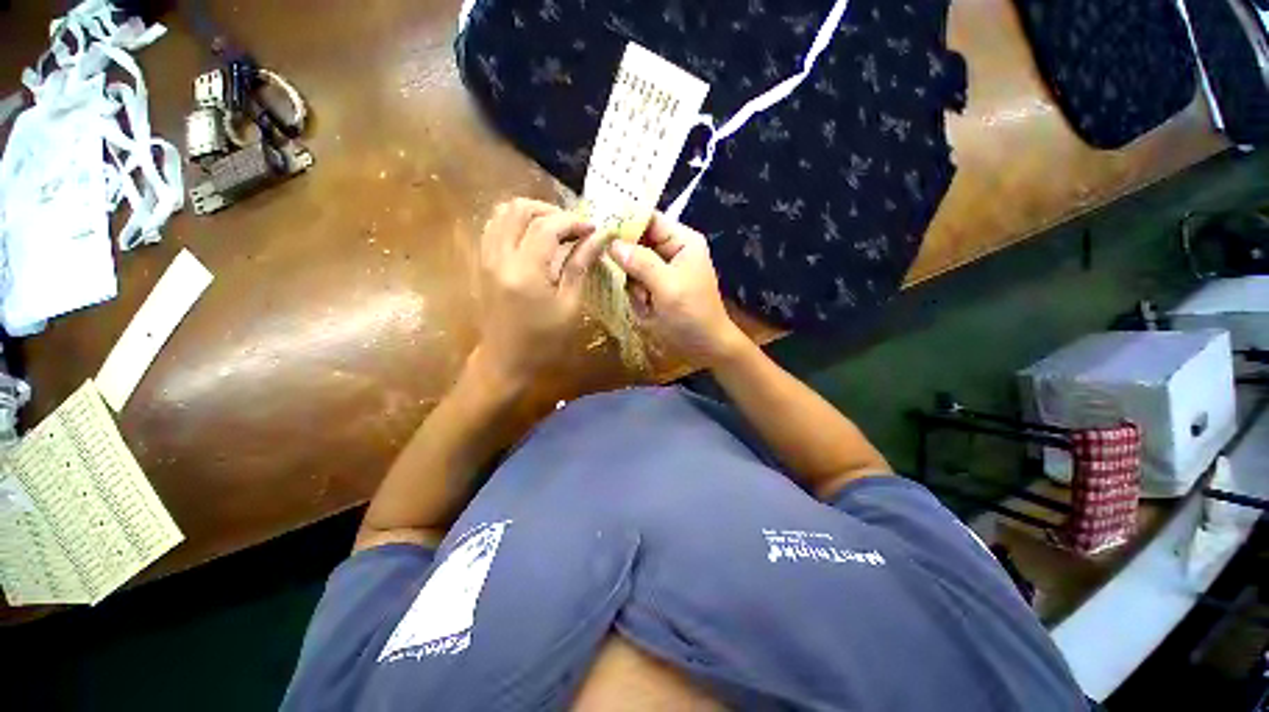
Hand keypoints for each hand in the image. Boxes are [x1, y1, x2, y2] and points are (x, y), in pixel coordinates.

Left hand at [474, 198, 607, 388]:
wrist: (505, 361)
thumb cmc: (544, 340)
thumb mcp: (569, 305)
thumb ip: (580, 266)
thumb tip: (599, 238)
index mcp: (524, 271)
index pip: (548, 226)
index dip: (574, 221)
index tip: (594, 229)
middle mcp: (499, 256)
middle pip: (520, 208)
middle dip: (551, 210)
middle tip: (574, 227)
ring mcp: (485, 257)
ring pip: (502, 212)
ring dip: (531, 213)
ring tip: (555, 229)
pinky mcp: (481, 262)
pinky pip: (494, 226)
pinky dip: (515, 222)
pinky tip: (534, 238)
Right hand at [607, 213, 747, 368]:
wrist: (707, 346)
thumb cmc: (692, 314)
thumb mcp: (666, 286)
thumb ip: (640, 262)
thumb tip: (612, 243)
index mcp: (682, 241)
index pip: (648, 219)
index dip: (625, 222)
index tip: (600, 233)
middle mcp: (672, 250)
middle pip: (638, 242)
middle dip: (630, 263)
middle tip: (630, 281)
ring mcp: (664, 270)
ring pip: (633, 265)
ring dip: (634, 284)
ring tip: (647, 301)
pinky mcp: (658, 287)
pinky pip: (637, 283)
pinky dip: (638, 295)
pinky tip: (648, 308)